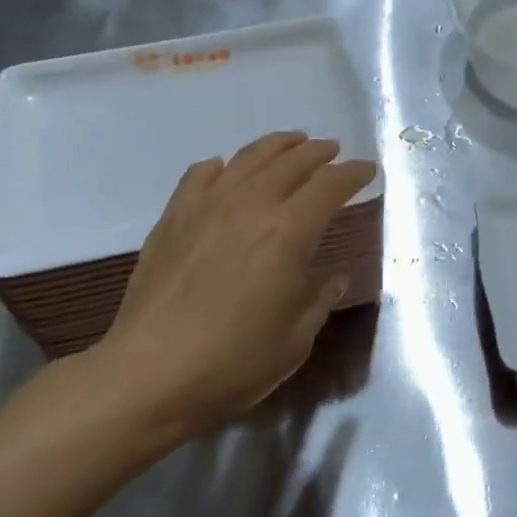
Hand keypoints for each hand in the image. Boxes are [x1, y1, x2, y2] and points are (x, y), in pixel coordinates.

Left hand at [79, 132, 377, 444]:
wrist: (148, 374)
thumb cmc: (232, 363)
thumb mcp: (294, 340)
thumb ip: (319, 300)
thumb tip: (334, 277)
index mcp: (288, 232)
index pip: (329, 185)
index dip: (353, 173)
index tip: (368, 169)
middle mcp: (250, 205)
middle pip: (291, 161)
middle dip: (319, 152)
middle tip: (334, 150)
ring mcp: (206, 206)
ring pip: (248, 157)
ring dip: (277, 145)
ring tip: (292, 143)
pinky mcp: (173, 217)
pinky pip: (199, 174)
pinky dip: (222, 165)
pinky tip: (225, 169)